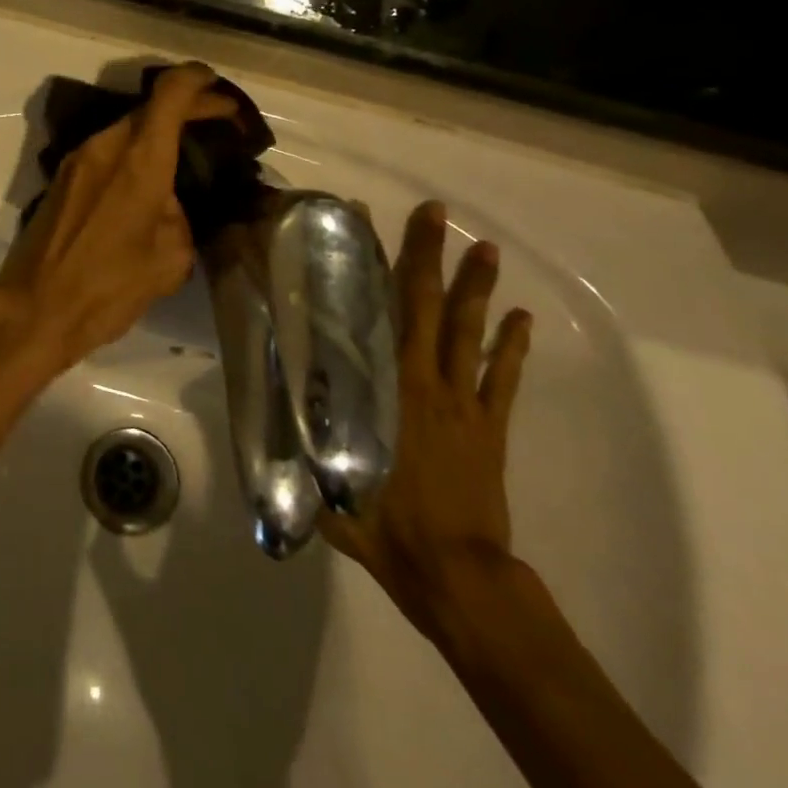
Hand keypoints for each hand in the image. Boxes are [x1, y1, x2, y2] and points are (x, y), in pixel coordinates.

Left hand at [0, 64, 236, 371]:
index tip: (219, 91)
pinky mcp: (61, 178)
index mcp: (138, 159)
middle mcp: (104, 146)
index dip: (199, 81)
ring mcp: (77, 159)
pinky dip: (132, 152)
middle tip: (214, 127)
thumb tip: (168, 202)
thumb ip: (179, 216)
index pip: (171, 93)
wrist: (35, 308)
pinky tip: (147, 182)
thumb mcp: (169, 259)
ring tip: (184, 157)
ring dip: (156, 133)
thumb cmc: (108, 287)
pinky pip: (105, 150)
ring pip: (125, 129)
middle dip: (185, 109)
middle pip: (149, 108)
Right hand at [318, 201, 533, 642]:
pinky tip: (520, 316)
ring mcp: (464, 402)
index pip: (374, 311)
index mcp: (384, 387)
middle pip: (426, 306)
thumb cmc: (386, 525)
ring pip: (469, 331)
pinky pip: (504, 376)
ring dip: (476, 287)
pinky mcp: (490, 426)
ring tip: (484, 248)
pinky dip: (512, 344)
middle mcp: (425, 381)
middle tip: (435, 212)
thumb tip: (267, 400)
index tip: (366, 223)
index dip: (371, 264)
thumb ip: (302, 436)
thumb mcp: (328, 480)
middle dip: (428, 255)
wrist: (458, 574)